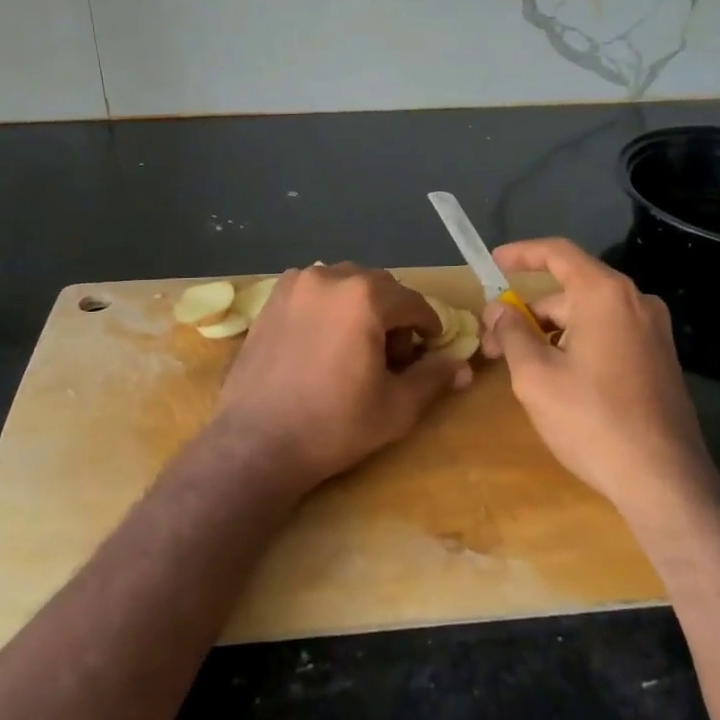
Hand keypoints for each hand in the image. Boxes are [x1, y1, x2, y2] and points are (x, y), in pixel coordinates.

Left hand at [207, 264, 469, 495]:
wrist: (256, 443)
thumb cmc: (334, 425)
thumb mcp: (396, 406)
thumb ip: (433, 377)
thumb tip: (463, 366)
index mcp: (364, 296)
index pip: (413, 302)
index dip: (429, 325)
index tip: (431, 347)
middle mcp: (328, 277)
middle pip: (378, 286)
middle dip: (394, 314)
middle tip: (394, 354)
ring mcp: (294, 284)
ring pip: (344, 284)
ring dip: (360, 306)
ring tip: (357, 345)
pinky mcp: (271, 300)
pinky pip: (314, 291)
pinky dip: (329, 306)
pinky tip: (324, 341)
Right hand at [480, 238, 714, 509]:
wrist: (664, 480)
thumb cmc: (592, 420)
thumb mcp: (535, 376)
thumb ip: (511, 333)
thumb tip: (499, 310)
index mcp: (605, 295)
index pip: (558, 253)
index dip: (522, 254)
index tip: (493, 263)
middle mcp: (635, 302)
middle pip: (570, 292)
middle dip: (528, 313)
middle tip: (493, 345)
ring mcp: (653, 332)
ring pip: (588, 317)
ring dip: (551, 333)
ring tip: (521, 369)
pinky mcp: (660, 360)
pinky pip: (609, 336)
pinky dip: (578, 345)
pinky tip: (559, 380)